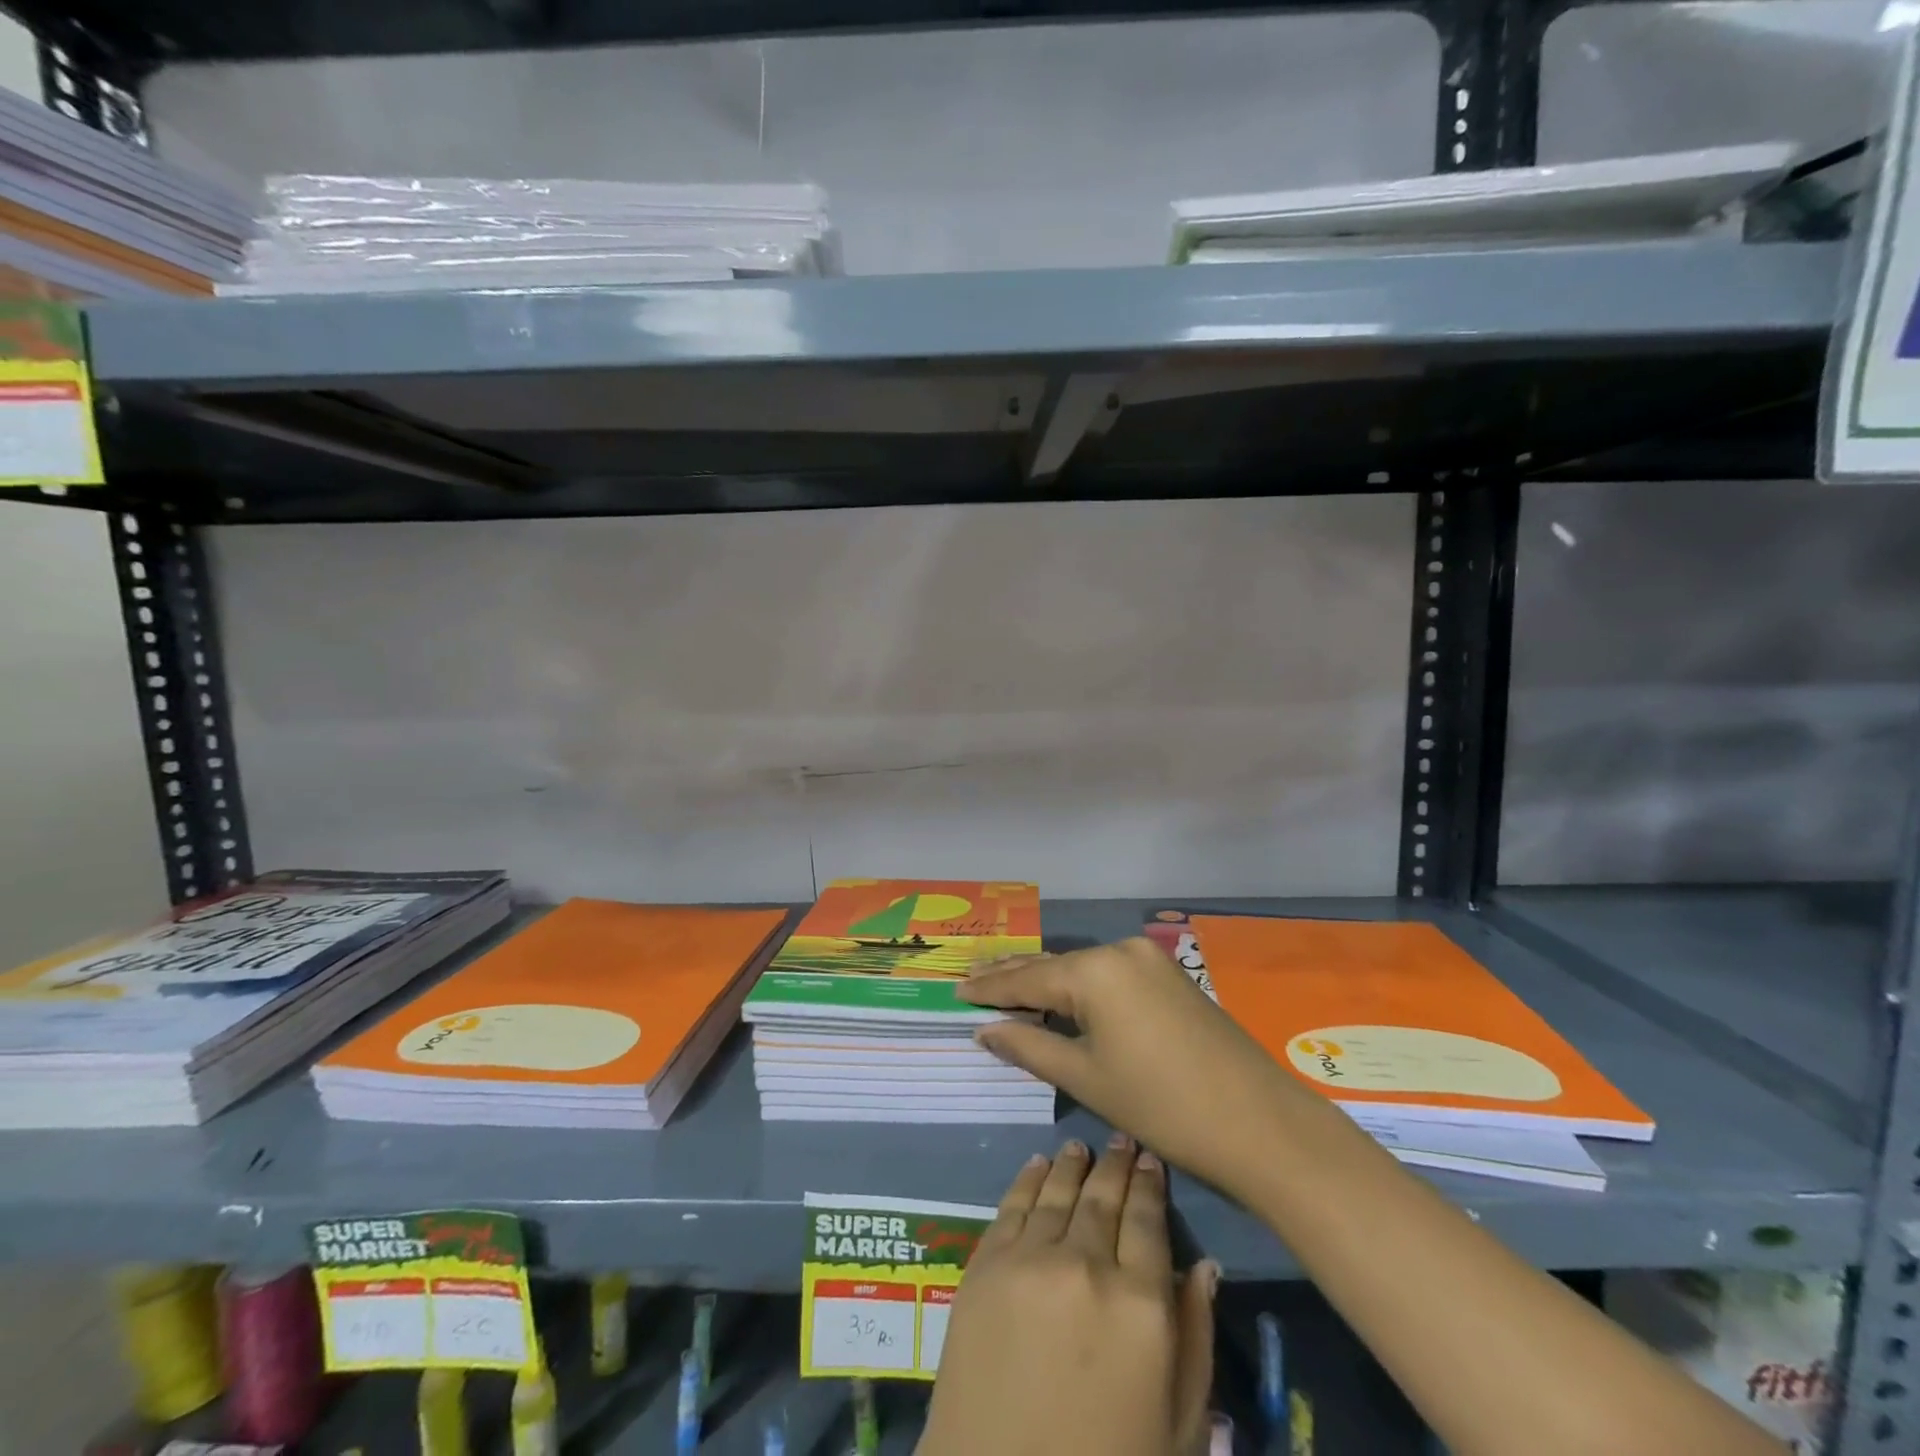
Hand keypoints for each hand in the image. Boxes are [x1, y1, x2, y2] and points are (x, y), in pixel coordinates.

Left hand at [918, 1135, 1216, 1455]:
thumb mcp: (1178, 1427)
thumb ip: (1194, 1339)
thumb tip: (1203, 1265)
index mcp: (1140, 1305)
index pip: (1147, 1220)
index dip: (1150, 1184)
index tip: (1151, 1160)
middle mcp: (1085, 1264)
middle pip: (1103, 1196)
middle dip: (1115, 1165)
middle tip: (1121, 1142)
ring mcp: (1029, 1259)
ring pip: (1057, 1191)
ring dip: (1072, 1164)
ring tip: (1081, 1148)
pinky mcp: (984, 1265)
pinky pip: (1012, 1205)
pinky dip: (1028, 1179)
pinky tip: (1037, 1165)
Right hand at [961, 938, 1307, 1203]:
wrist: (1261, 1125)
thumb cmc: (1162, 1106)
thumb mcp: (1087, 1078)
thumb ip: (1030, 1046)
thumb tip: (985, 1028)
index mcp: (1095, 970)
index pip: (1027, 978)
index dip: (989, 988)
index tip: (955, 990)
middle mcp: (1120, 950)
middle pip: (1054, 965)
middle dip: (1013, 976)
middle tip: (972, 979)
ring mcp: (1150, 960)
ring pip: (1082, 968)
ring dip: (1047, 980)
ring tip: (1006, 985)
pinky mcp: (1170, 977)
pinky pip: (1109, 975)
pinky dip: (1080, 986)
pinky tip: (1060, 995)